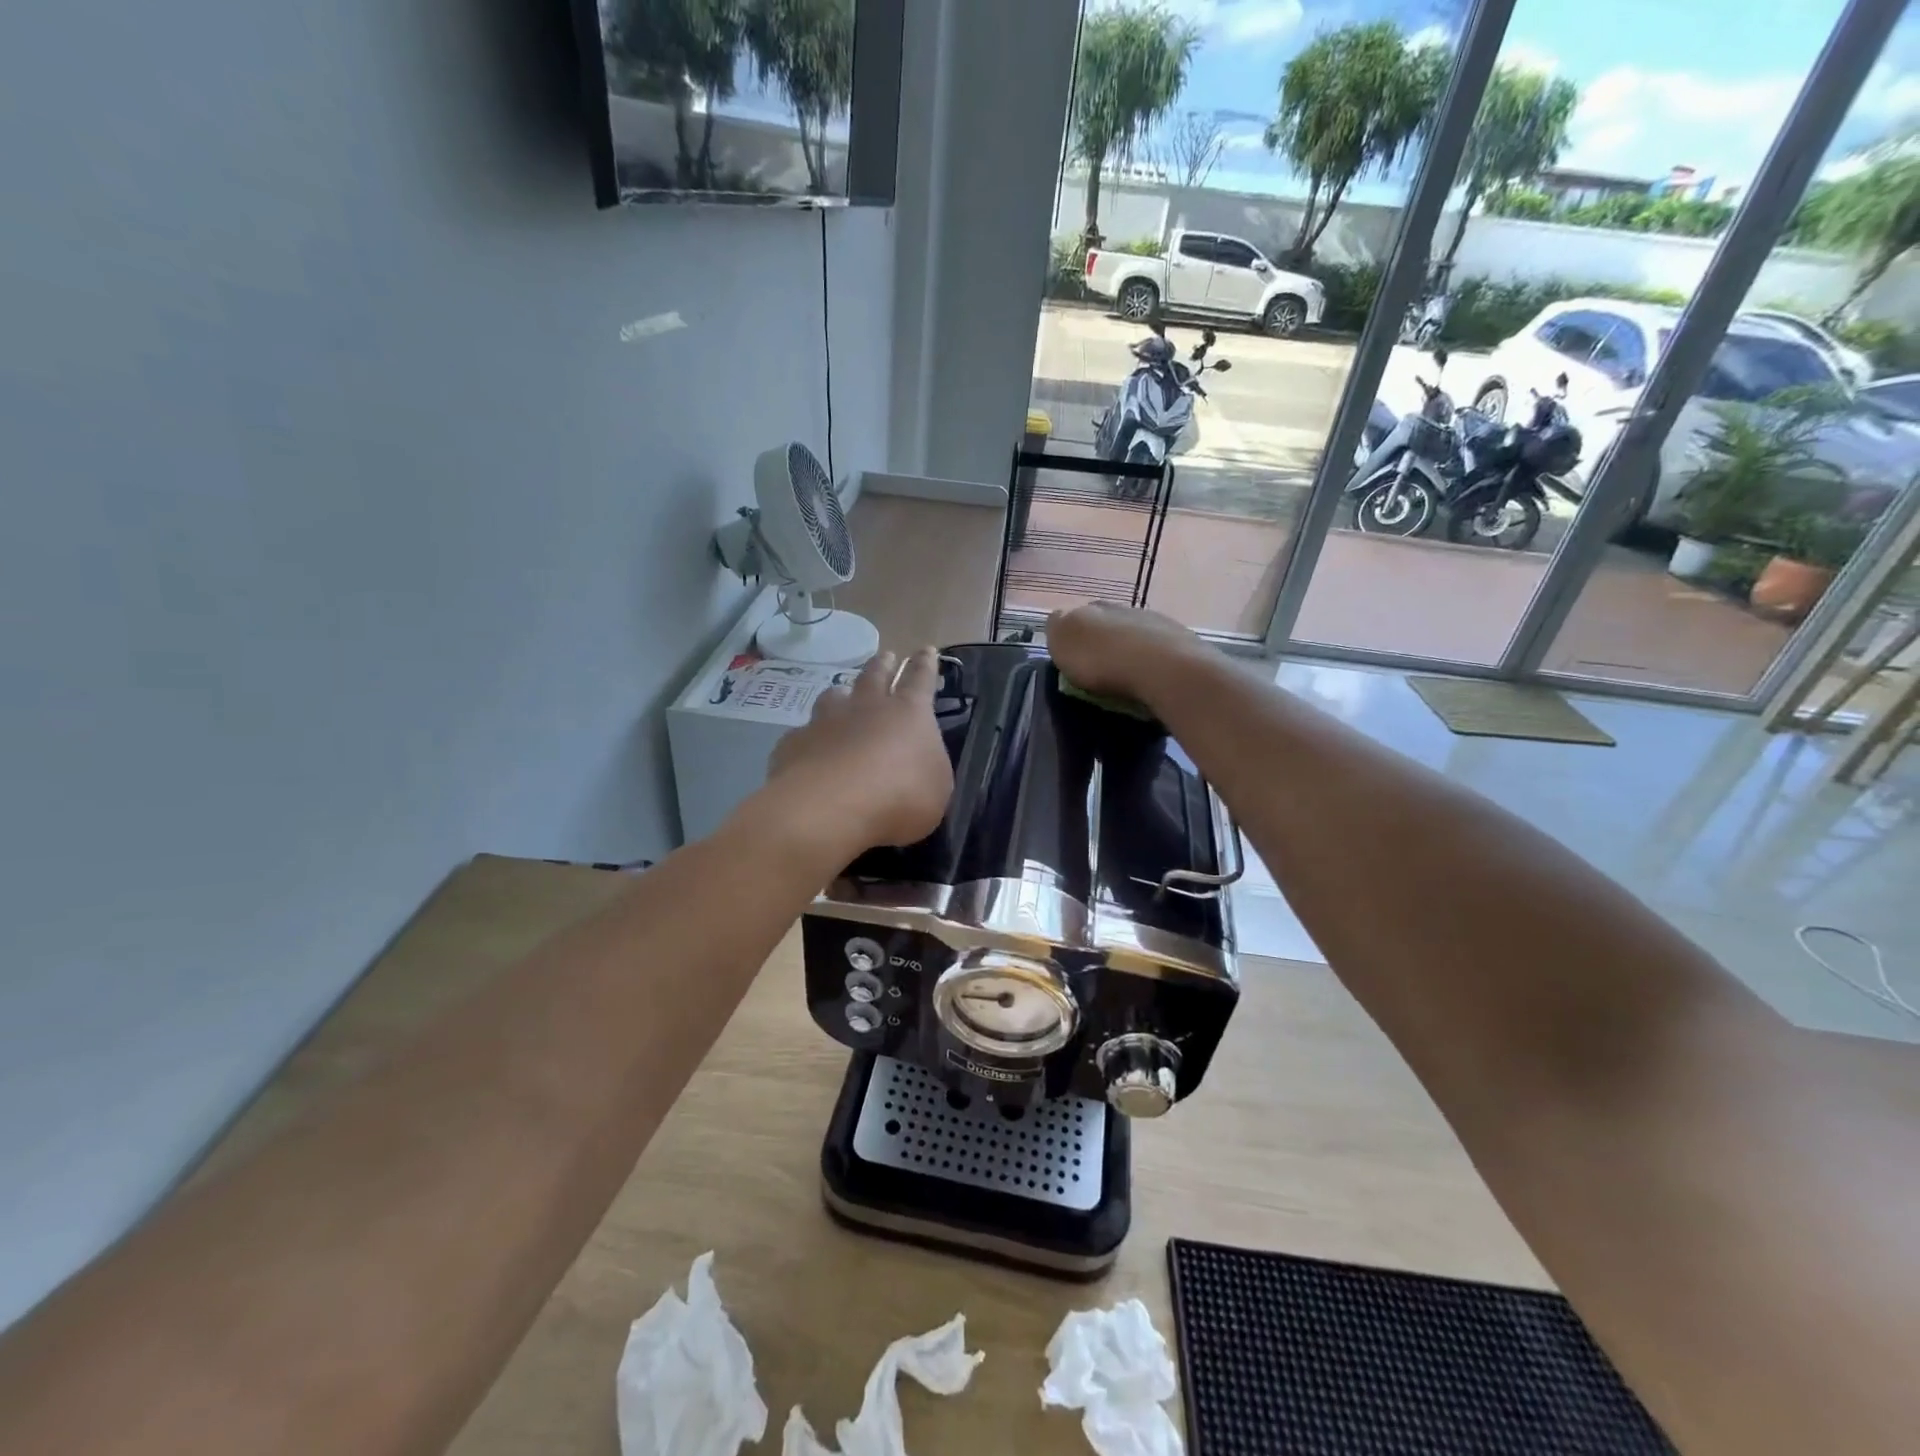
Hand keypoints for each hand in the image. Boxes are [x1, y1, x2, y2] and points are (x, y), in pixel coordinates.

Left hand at [763, 648, 953, 853]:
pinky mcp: (794, 743)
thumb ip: (928, 769)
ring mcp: (825, 721)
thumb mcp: (936, 788)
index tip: (926, 650)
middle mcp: (865, 707)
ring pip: (834, 696)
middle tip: (886, 656)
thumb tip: (919, 763)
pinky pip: (804, 734)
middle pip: (875, 675)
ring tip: (842, 695)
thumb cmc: (899, 796)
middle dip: (883, 664)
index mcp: (908, 712)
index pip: (920, 678)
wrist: (830, 808)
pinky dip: (810, 738)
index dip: (925, 664)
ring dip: (841, 694)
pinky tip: (808, 749)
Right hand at [1046, 603, 1208, 706]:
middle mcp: (1127, 609)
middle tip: (1100, 673)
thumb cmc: (1104, 660)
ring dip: (1131, 654)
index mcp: (1094, 608)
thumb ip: (1058, 628)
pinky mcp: (1184, 645)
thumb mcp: (1064, 642)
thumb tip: (1060, 620)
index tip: (1073, 661)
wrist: (1163, 669)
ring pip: (1137, 637)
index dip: (1074, 637)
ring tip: (1128, 680)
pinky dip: (1153, 666)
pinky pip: (1160, 654)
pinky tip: (1151, 682)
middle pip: (1110, 626)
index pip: (1078, 617)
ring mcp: (1159, 624)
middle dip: (1104, 644)